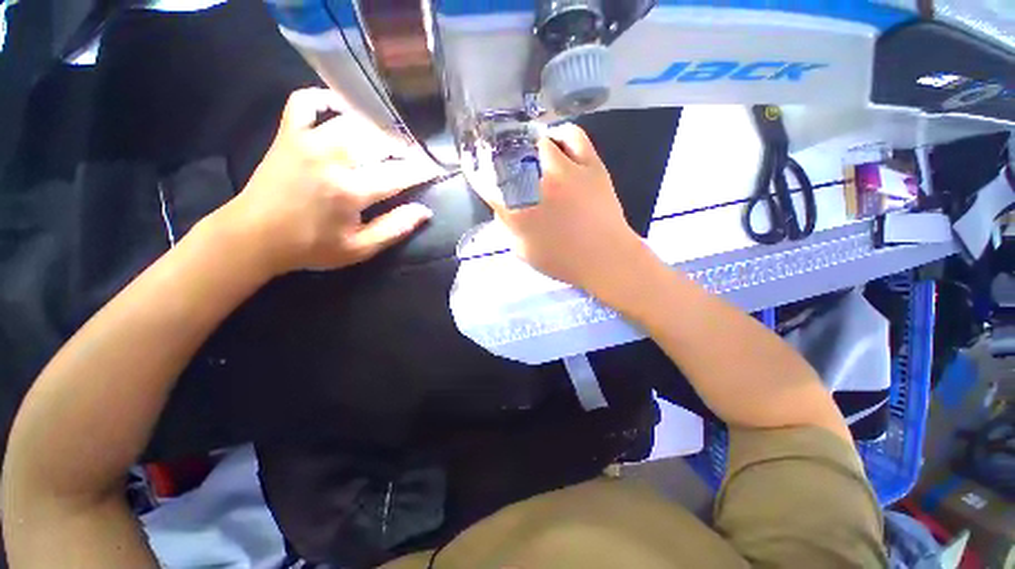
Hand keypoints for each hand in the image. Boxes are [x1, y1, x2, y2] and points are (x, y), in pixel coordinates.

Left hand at [215, 88, 438, 275]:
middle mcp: (332, 158)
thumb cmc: (311, 247)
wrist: (254, 236)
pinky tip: (343, 110)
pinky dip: (326, 99)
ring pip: (353, 120)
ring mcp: (307, 140)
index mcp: (350, 191)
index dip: (421, 171)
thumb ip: (395, 229)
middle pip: (380, 141)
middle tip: (414, 156)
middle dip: (403, 147)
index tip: (435, 169)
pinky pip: (306, 101)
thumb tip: (425, 212)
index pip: (399, 175)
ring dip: (377, 127)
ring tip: (390, 138)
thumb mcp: (360, 248)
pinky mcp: (288, 134)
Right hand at [476, 124, 654, 297]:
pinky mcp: (590, 164)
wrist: (606, 259)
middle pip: (510, 156)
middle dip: (504, 159)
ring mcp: (565, 172)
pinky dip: (561, 136)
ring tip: (534, 156)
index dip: (481, 175)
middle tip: (510, 166)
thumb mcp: (524, 252)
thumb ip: (509, 228)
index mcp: (518, 212)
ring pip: (539, 142)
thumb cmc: (563, 261)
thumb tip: (504, 207)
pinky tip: (558, 144)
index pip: (489, 184)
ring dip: (532, 148)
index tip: (482, 173)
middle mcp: (537, 186)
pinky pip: (572, 135)